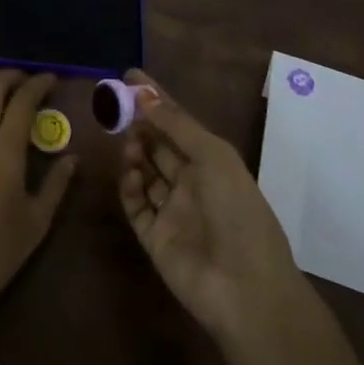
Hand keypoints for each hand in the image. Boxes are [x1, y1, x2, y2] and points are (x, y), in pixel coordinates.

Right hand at [119, 69, 307, 344]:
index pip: (178, 122)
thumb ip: (177, 124)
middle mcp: (191, 183)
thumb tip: (143, 94)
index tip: (129, 76)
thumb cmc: (237, 211)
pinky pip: (136, 204)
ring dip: (135, 153)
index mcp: (212, 162)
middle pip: (159, 145)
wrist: (246, 289)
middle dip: (140, 124)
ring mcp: (172, 211)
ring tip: (128, 142)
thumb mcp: (213, 156)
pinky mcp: (155, 237)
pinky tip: (130, 174)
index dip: (155, 99)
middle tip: (117, 107)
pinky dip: (129, 186)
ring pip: (145, 172)